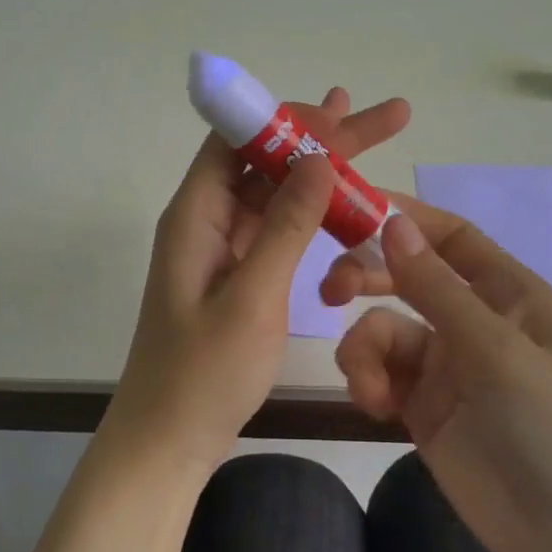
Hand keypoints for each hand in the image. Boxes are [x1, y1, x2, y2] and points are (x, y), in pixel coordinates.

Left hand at [102, 88, 410, 472]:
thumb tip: (320, 159)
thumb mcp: (252, 297)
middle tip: (385, 115)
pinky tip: (346, 203)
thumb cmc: (203, 374)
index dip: (287, 118)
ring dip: (321, 170)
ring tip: (372, 141)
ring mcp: (222, 246)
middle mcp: (206, 218)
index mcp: (196, 213)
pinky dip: (311, 212)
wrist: (167, 440)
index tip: (340, 111)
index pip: (238, 139)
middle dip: (323, 136)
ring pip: (275, 191)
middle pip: (265, 159)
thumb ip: (286, 226)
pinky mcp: (237, 272)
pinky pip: (276, 227)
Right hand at [333, 204, 551, 551]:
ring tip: (369, 387)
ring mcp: (447, 366)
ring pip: (383, 329)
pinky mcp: (423, 408)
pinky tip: (375, 406)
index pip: (449, 237)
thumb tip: (392, 222)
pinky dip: (369, 382)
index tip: (347, 210)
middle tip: (331, 291)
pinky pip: (381, 374)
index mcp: (508, 293)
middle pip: (407, 277)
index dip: (402, 218)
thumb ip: (436, 288)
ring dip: (365, 349)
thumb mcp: (496, 351)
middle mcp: (474, 320)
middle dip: (367, 278)